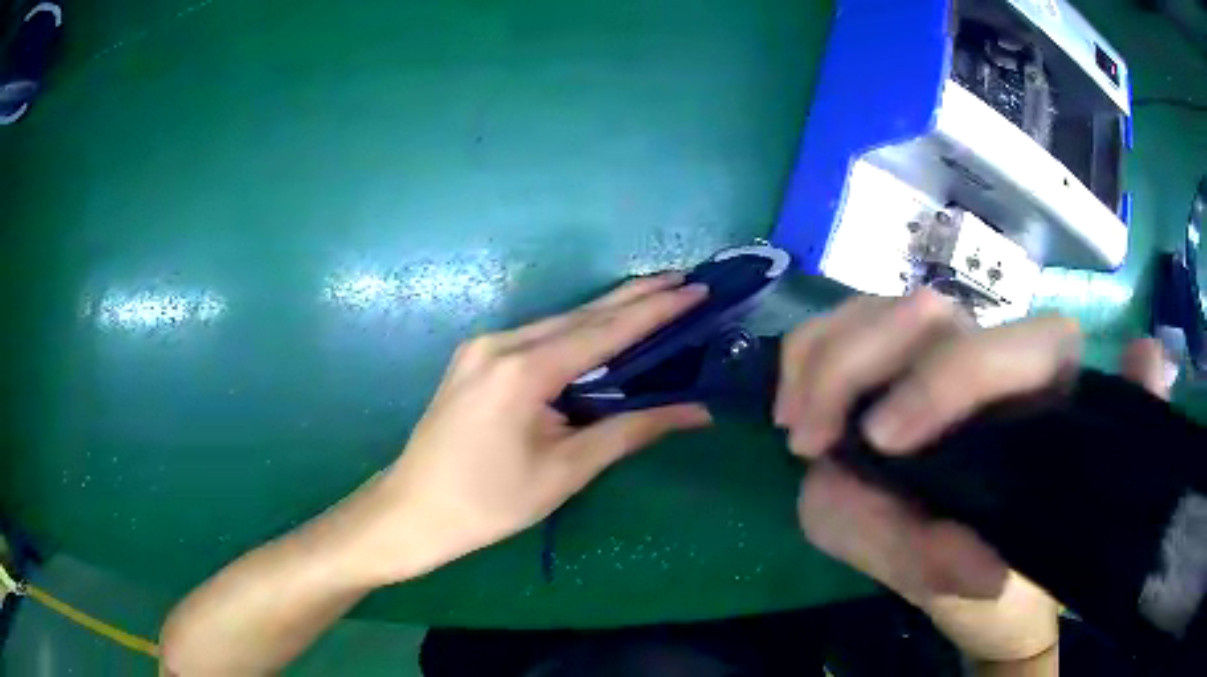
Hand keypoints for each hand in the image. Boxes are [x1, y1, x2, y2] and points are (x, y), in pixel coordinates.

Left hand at [350, 273, 712, 584]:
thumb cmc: (489, 502)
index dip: (656, 310)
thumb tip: (696, 411)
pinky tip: (602, 330)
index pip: (605, 330)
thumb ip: (630, 430)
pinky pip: (537, 336)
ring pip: (558, 322)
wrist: (413, 510)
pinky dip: (577, 331)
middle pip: (582, 314)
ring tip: (656, 299)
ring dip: (607, 312)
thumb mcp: (565, 471)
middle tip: (684, 281)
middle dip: (636, 298)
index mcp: (524, 370)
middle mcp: (502, 343)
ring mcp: (483, 346)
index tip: (695, 289)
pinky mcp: (475, 358)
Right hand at [775, 290, 1172, 660]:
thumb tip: (912, 527)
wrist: (996, 566)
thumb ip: (943, 560)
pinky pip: (848, 330)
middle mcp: (999, 355)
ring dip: (822, 362)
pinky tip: (796, 407)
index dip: (946, 380)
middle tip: (810, 441)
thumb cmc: (1006, 573)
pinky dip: (809, 358)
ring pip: (879, 311)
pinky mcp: (909, 365)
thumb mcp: (978, 582)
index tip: (880, 442)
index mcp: (1048, 396)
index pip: (1014, 349)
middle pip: (923, 312)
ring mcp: (950, 354)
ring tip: (798, 427)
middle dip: (854, 367)